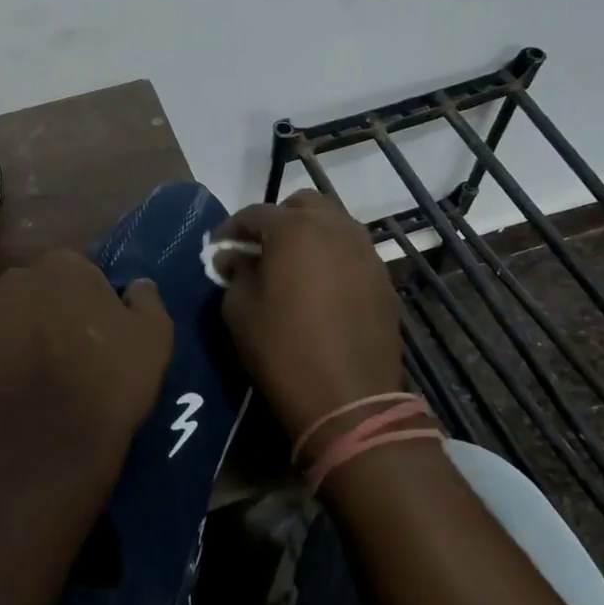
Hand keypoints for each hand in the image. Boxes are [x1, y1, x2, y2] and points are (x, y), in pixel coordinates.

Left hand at [0, 248, 172, 502]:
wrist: (49, 451)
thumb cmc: (108, 386)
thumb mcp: (155, 338)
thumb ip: (146, 299)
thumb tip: (137, 284)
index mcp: (63, 267)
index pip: (75, 271)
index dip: (85, 300)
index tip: (94, 330)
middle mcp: (14, 280)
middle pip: (32, 289)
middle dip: (44, 311)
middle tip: (61, 352)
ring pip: (0, 317)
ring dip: (13, 335)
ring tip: (28, 377)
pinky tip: (3, 392)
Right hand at [214, 191, 400, 439]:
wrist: (348, 399)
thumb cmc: (282, 349)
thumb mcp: (239, 309)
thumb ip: (235, 272)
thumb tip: (235, 257)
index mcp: (295, 228)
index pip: (255, 213)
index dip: (232, 229)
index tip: (220, 250)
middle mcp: (335, 228)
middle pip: (303, 204)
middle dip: (278, 219)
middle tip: (261, 249)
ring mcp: (366, 252)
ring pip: (334, 224)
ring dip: (309, 235)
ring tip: (292, 266)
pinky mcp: (383, 278)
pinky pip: (352, 252)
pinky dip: (333, 257)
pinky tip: (321, 287)